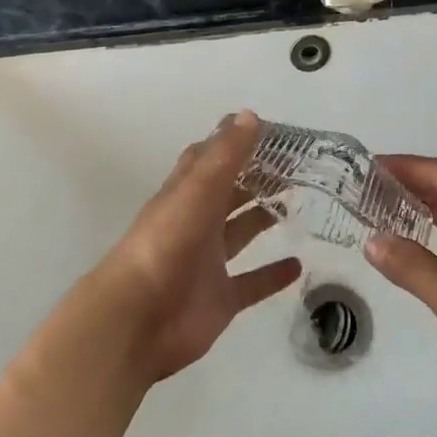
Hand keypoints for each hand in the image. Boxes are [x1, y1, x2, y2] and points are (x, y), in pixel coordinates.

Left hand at [86, 110, 299, 383]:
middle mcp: (196, 223)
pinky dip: (272, 275)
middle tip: (297, 167)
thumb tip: (250, 115)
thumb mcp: (197, 191)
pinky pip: (251, 283)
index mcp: (186, 194)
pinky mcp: (219, 298)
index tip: (270, 130)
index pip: (209, 159)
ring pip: (240, 233)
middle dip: (256, 179)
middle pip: (229, 194)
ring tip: (299, 203)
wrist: (137, 320)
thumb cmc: (165, 246)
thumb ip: (225, 155)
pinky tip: (298, 265)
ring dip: (264, 219)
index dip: (234, 141)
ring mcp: (208, 262)